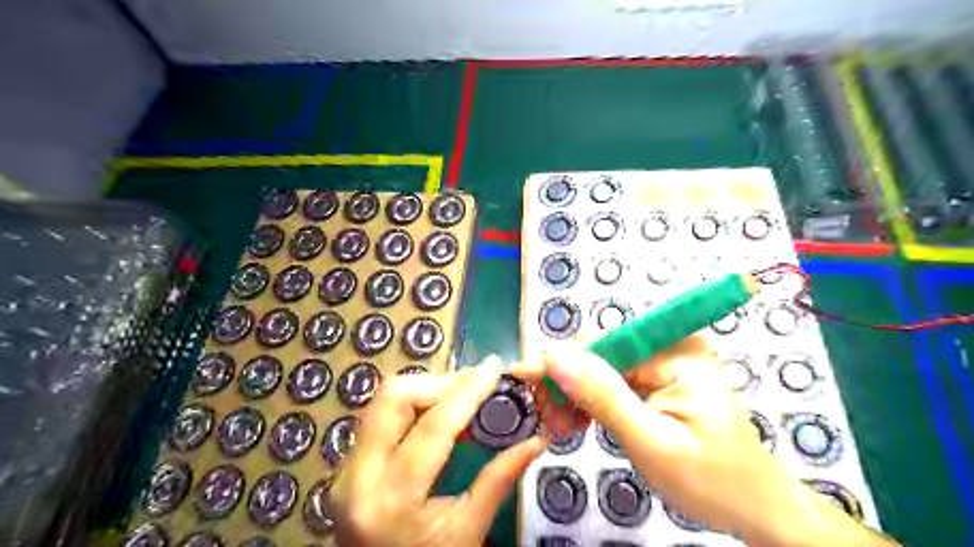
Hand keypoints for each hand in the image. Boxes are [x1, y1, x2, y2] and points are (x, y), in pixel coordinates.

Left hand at [333, 356, 546, 546]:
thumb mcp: (468, 532)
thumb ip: (499, 480)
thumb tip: (536, 440)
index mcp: (393, 499)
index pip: (434, 427)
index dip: (468, 391)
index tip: (493, 366)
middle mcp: (358, 475)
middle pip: (394, 398)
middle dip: (439, 382)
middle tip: (475, 384)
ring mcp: (346, 468)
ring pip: (383, 400)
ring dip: (425, 388)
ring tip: (461, 394)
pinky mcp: (346, 464)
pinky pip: (379, 416)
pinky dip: (412, 404)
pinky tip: (438, 411)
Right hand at [516, 337, 897, 545]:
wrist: (757, 509)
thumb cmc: (712, 481)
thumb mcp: (651, 442)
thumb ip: (602, 396)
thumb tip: (554, 355)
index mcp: (677, 351)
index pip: (602, 345)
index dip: (559, 362)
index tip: (520, 376)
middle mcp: (671, 345)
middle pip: (601, 355)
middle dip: (566, 384)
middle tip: (541, 416)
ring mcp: (667, 361)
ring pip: (603, 369)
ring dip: (576, 395)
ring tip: (557, 423)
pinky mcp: (662, 378)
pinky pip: (616, 381)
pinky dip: (593, 401)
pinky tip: (577, 420)